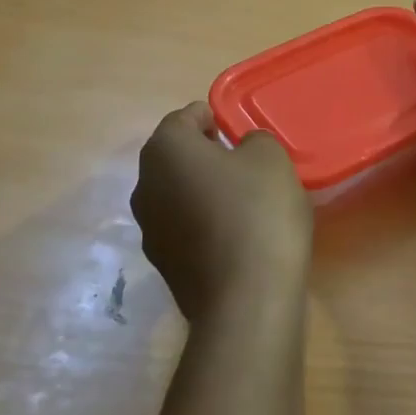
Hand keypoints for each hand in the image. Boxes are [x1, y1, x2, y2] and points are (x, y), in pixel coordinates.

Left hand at [131, 102, 312, 321]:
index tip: (234, 129)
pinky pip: (184, 229)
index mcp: (165, 148)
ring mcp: (149, 228)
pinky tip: (235, 237)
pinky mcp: (162, 264)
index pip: (184, 118)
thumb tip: (241, 151)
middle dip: (204, 156)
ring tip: (241, 202)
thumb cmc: (258, 212)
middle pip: (175, 158)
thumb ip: (254, 140)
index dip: (211, 118)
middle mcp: (144, 184)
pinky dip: (203, 225)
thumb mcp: (270, 158)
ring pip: (177, 195)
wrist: (246, 297)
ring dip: (202, 192)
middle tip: (242, 163)